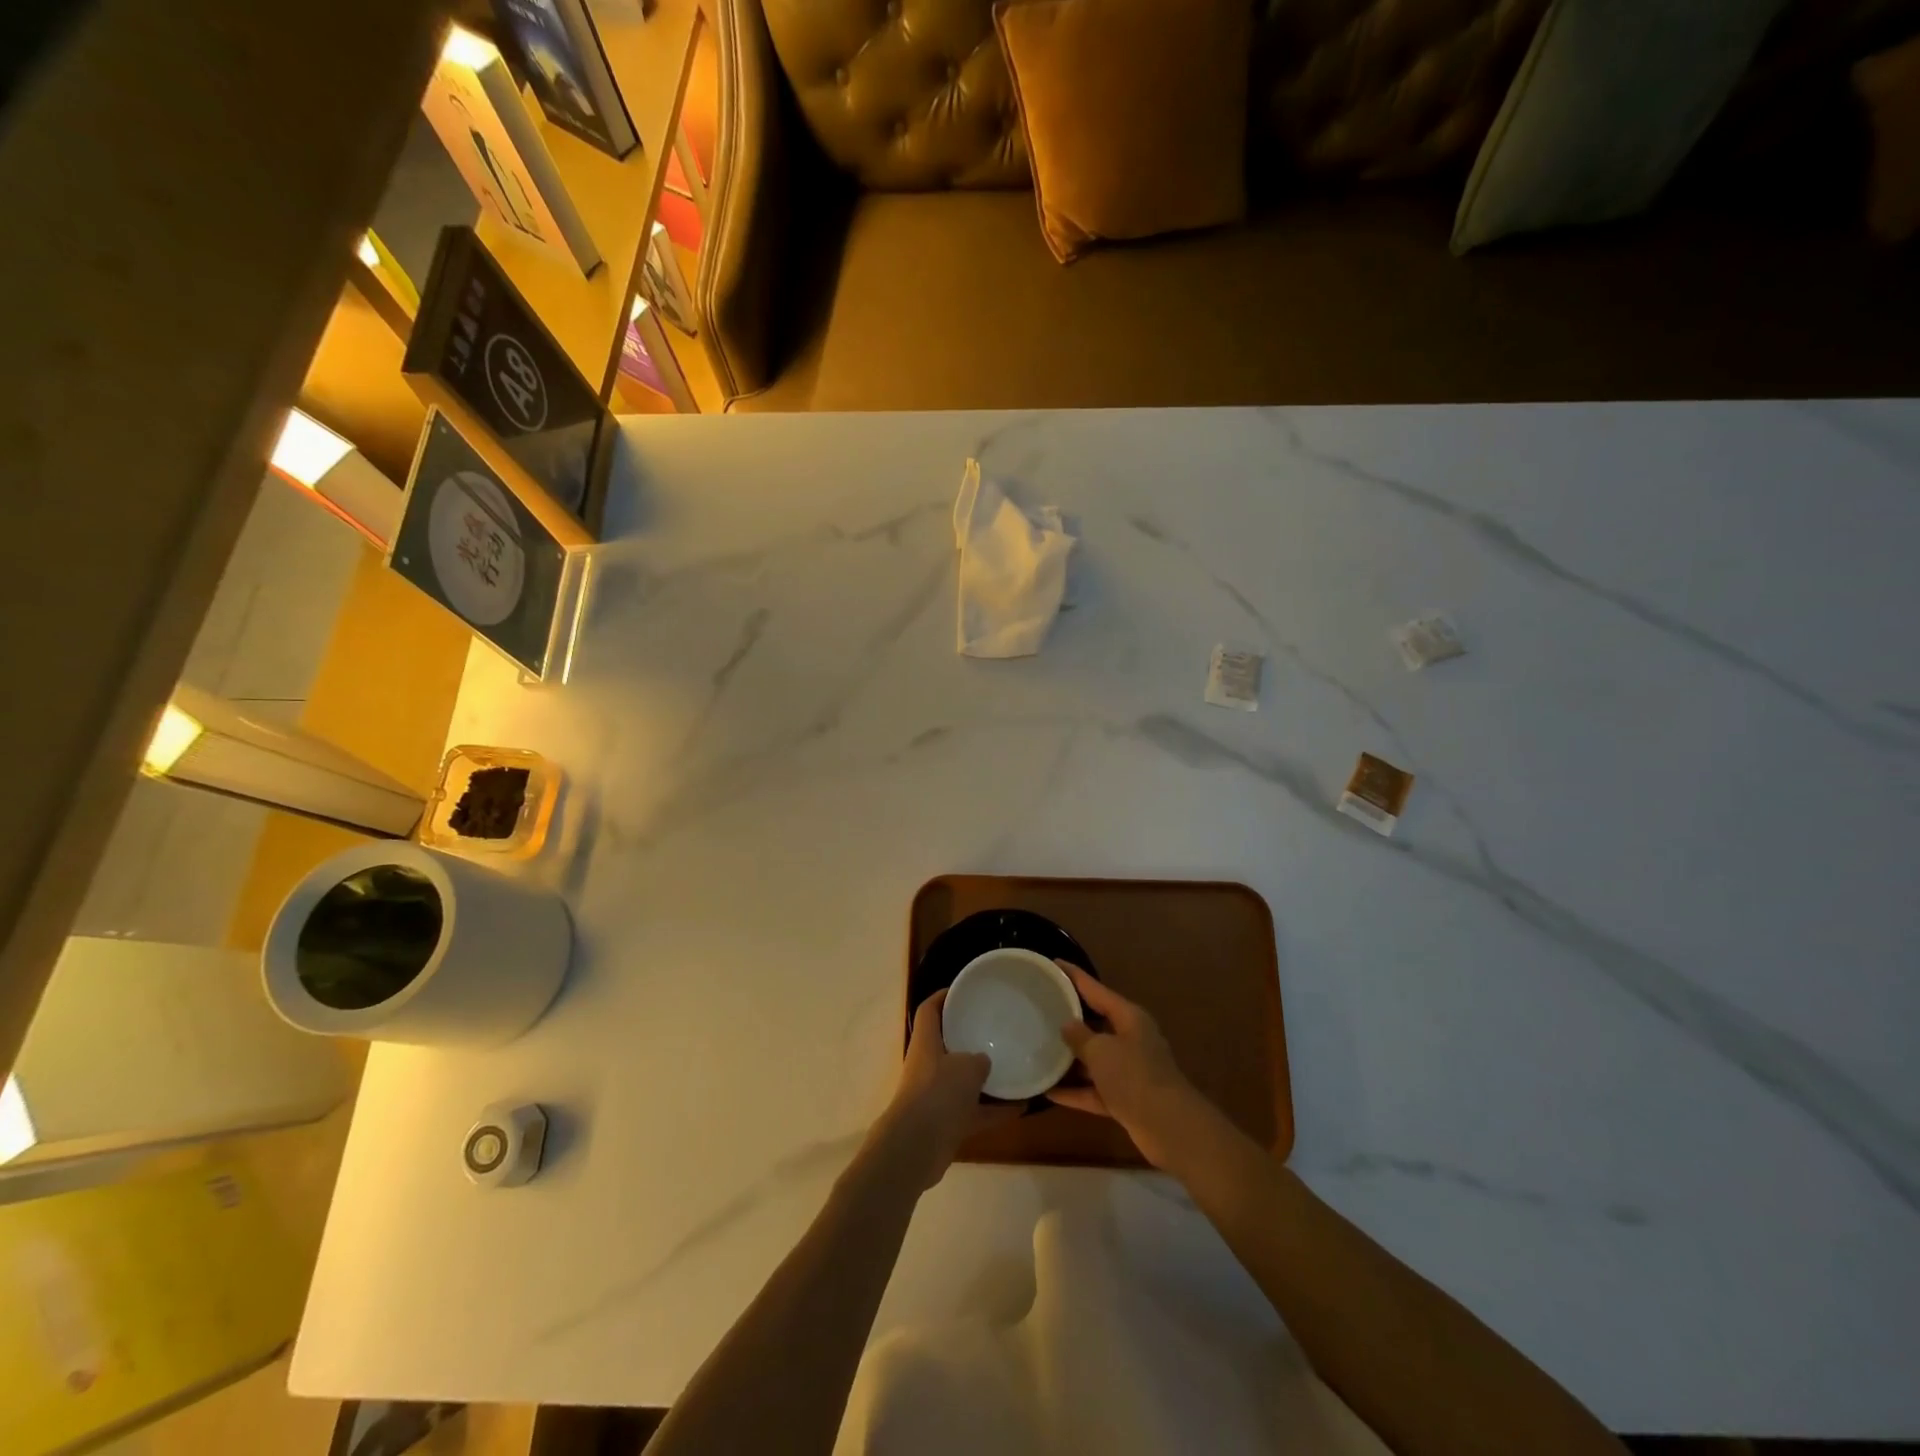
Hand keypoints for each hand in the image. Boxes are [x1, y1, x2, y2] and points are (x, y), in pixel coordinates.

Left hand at [879, 990, 1020, 1188]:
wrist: (916, 1148)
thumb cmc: (938, 1093)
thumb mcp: (966, 1067)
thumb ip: (978, 1060)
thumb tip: (983, 1061)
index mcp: (925, 1043)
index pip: (929, 1010)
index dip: (943, 996)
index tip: (964, 990)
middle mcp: (928, 1066)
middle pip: (947, 1044)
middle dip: (968, 1037)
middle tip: (995, 1028)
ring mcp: (936, 1096)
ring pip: (962, 1081)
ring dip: (985, 1078)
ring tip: (1014, 1067)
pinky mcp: (946, 1123)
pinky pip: (975, 1111)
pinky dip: (995, 1110)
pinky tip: (1022, 1107)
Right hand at [1049, 962, 1209, 1170]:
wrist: (1168, 1126)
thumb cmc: (1133, 1076)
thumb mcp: (1101, 1051)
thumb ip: (1080, 1036)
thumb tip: (1067, 1025)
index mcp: (1129, 1018)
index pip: (1096, 990)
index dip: (1075, 976)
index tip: (1054, 964)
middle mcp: (1130, 1039)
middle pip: (1096, 1023)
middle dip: (1071, 1019)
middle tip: (1042, 1009)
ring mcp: (1129, 1070)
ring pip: (1095, 1059)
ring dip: (1071, 1059)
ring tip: (1040, 1049)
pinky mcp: (1125, 1098)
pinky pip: (1094, 1090)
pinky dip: (1075, 1091)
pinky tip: (1049, 1092)